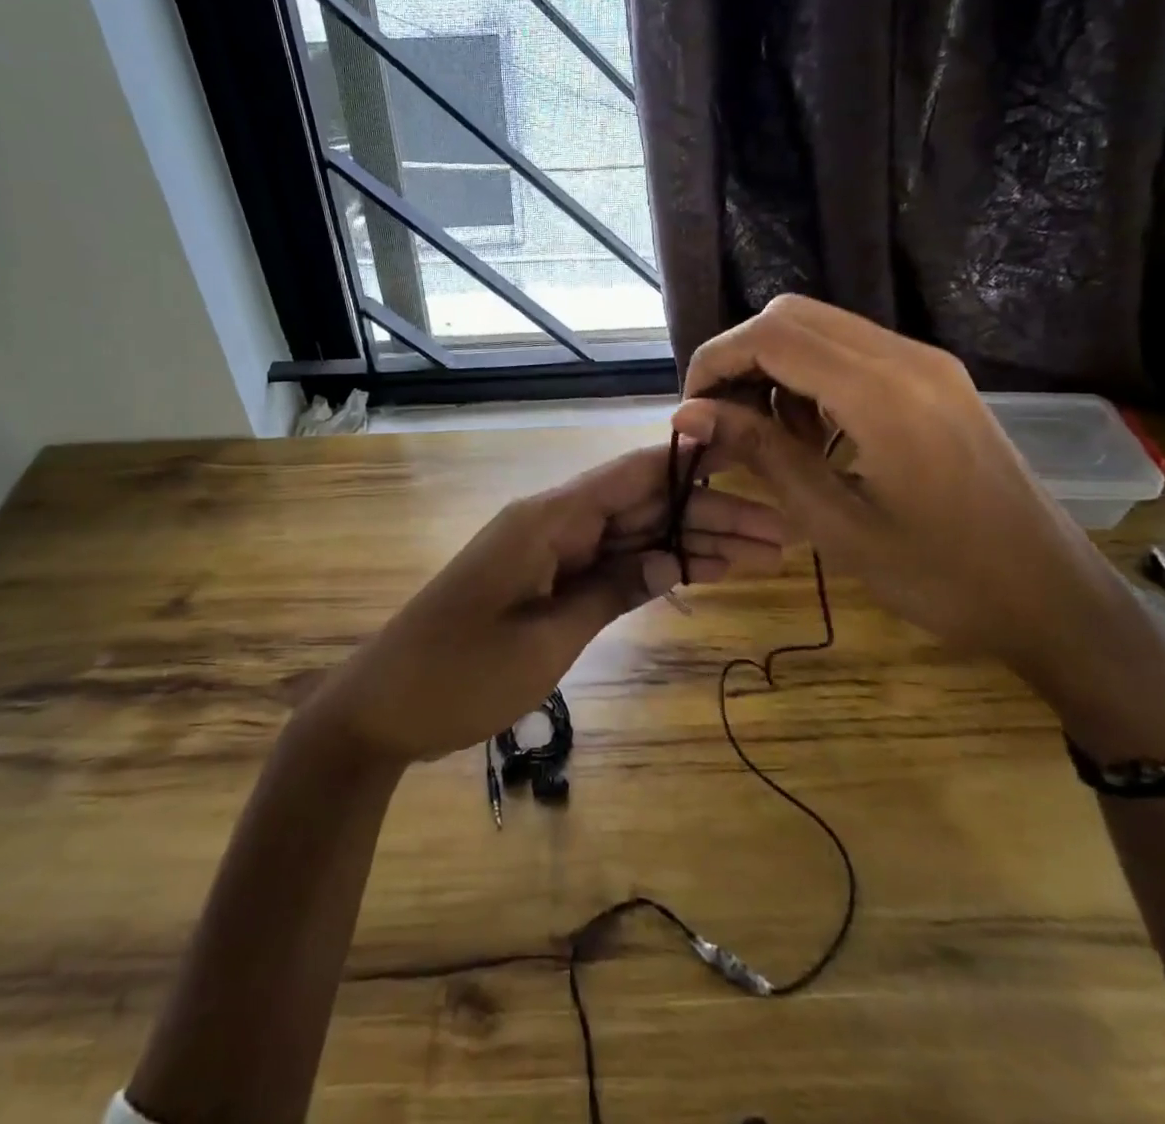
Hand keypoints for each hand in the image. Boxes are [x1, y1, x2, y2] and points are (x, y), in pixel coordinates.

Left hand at [307, 442, 784, 765]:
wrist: (384, 708)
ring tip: (759, 558)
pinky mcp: (545, 582)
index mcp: (547, 519)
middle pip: (642, 505)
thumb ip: (612, 592)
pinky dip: (652, 569)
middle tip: (780, 537)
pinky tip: (699, 574)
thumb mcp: (545, 640)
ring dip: (690, 544)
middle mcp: (552, 523)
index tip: (749, 456)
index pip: (632, 474)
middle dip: (709, 517)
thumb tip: (674, 558)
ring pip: (632, 536)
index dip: (691, 460)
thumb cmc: (459, 675)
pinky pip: (608, 565)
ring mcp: (549, 553)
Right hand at [674, 295, 1164, 758]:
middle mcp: (906, 357)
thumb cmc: (940, 577)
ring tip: (769, 434)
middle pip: (793, 315)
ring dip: (776, 366)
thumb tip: (688, 414)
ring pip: (822, 328)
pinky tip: (813, 432)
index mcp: (882, 393)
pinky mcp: (936, 379)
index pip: (772, 335)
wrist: (1051, 596)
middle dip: (741, 356)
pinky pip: (854, 351)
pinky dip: (813, 376)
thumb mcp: (835, 524)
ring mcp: (927, 363)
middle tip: (723, 418)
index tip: (692, 410)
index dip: (716, 360)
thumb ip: (761, 454)